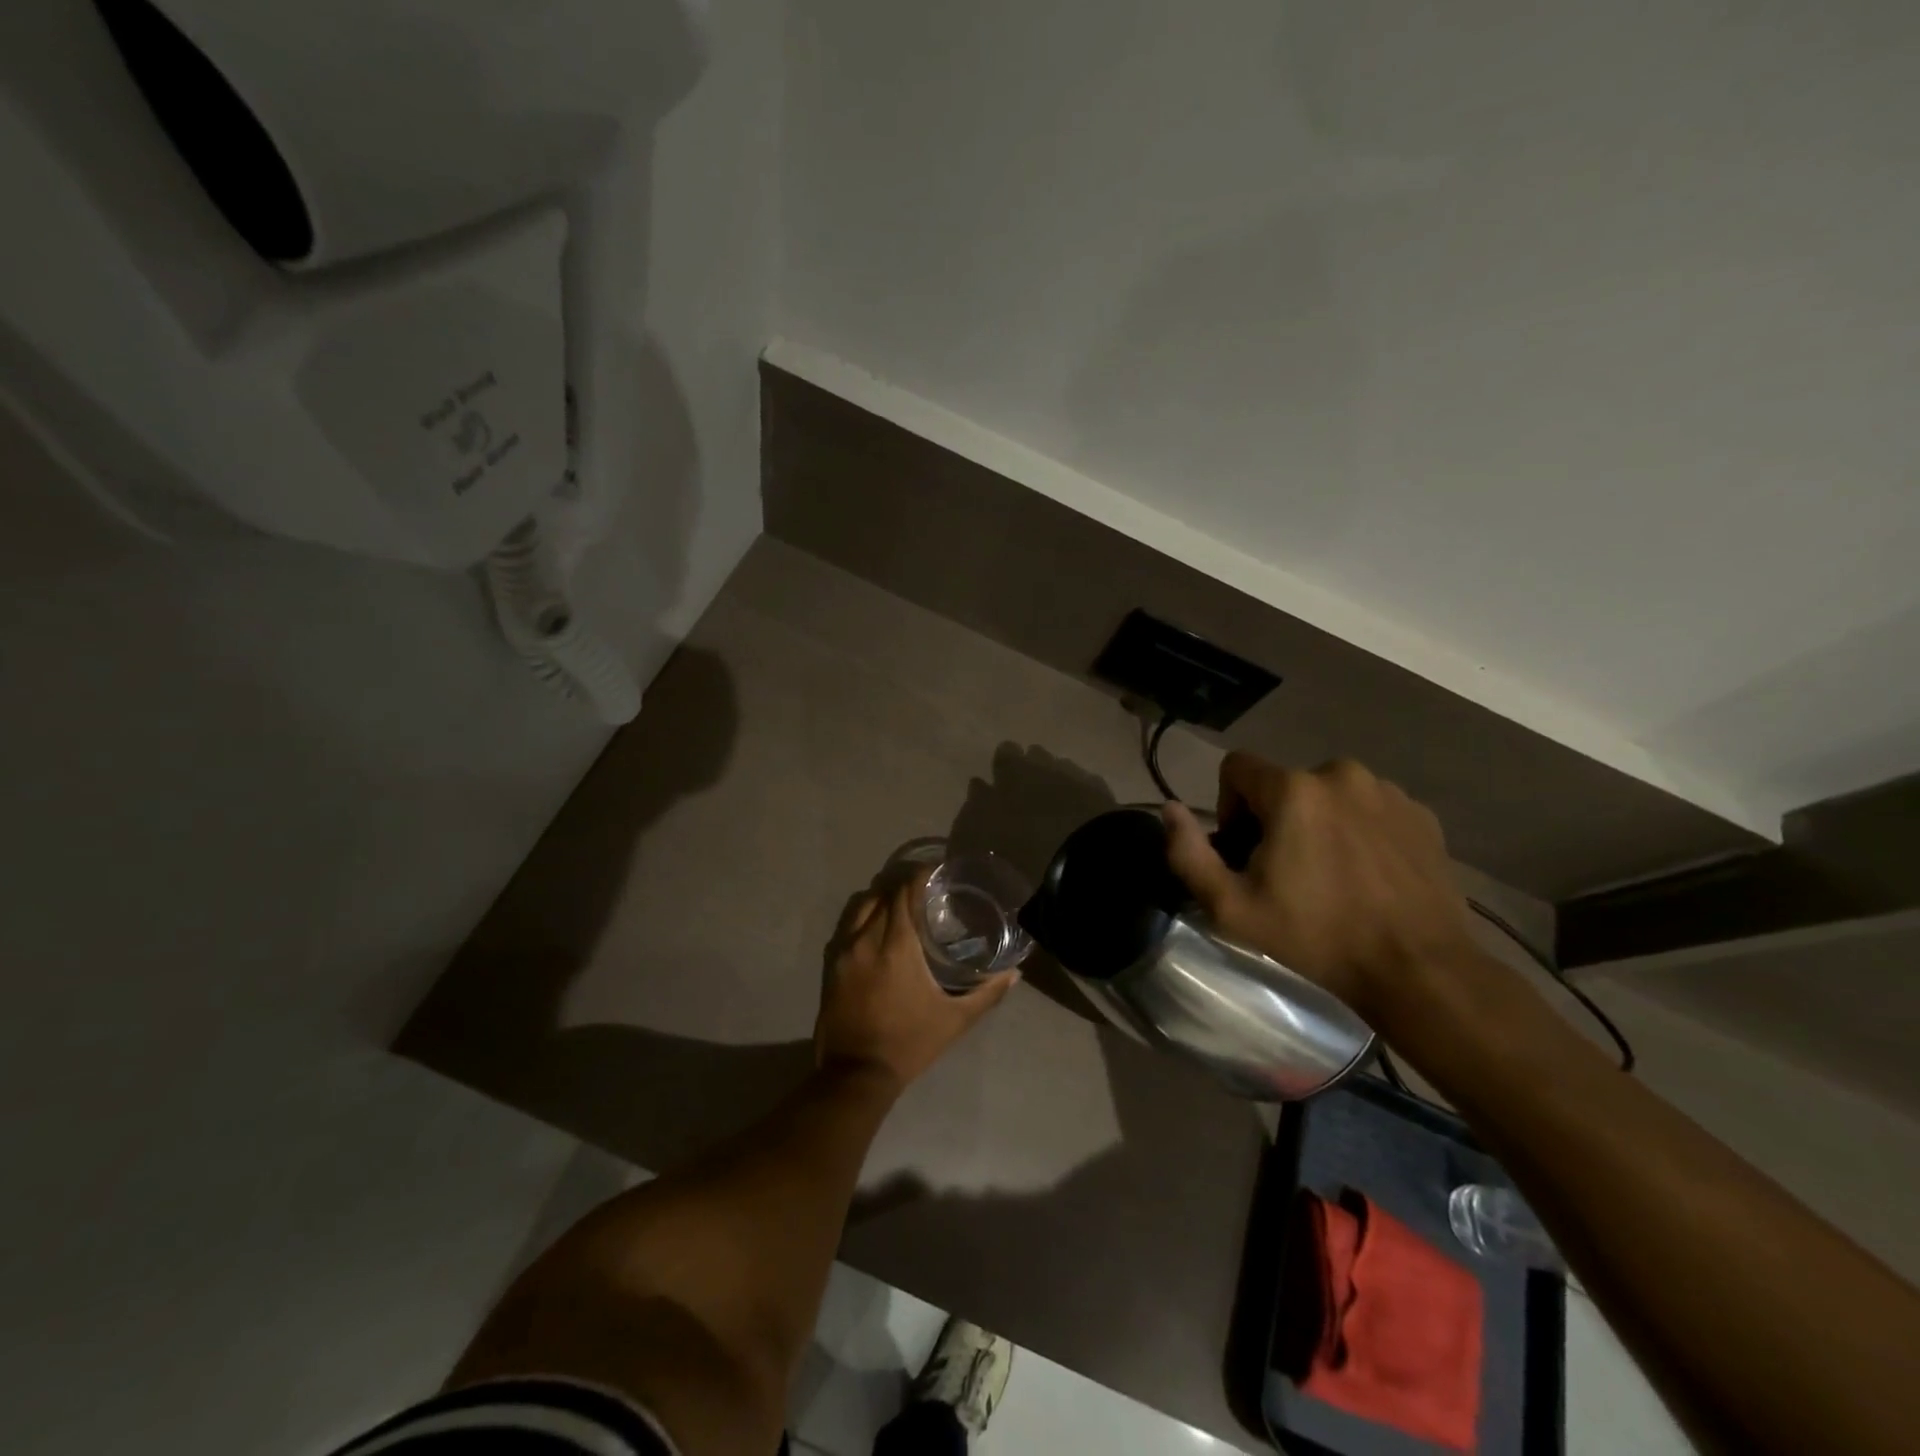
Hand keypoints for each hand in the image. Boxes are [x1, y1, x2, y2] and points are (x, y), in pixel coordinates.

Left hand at [814, 880, 1018, 1093]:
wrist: (856, 1074)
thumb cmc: (910, 1042)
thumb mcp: (955, 1020)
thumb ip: (987, 993)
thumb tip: (1015, 974)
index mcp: (896, 944)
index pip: (904, 892)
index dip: (919, 876)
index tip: (936, 873)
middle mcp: (866, 938)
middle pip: (882, 893)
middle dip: (902, 885)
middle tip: (924, 889)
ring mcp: (843, 950)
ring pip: (861, 906)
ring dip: (881, 898)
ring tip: (901, 905)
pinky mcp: (831, 964)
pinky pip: (847, 926)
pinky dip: (864, 918)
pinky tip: (878, 930)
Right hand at [1162, 754, 1476, 1026]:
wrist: (1418, 969)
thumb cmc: (1316, 936)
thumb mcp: (1231, 906)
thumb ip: (1187, 853)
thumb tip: (1169, 809)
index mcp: (1293, 789)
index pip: (1237, 767)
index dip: (1229, 806)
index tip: (1244, 850)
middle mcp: (1341, 774)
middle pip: (1284, 783)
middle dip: (1274, 818)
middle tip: (1285, 872)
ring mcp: (1388, 792)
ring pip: (1328, 794)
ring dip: (1317, 822)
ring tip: (1329, 875)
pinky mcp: (1421, 814)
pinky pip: (1370, 808)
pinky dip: (1358, 830)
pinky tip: (1366, 876)